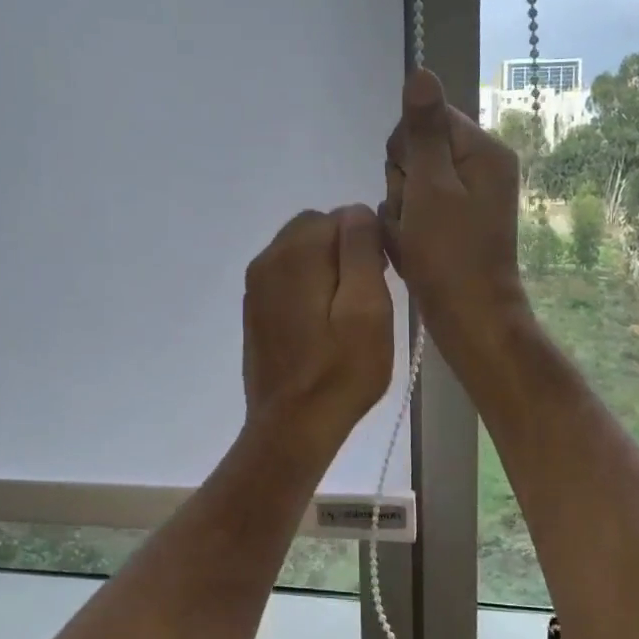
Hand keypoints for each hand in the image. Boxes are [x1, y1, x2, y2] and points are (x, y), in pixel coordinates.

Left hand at [242, 205, 393, 454]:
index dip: (367, 242)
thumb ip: (361, 251)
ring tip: (348, 314)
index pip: (340, 216)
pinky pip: (288, 278)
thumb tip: (356, 211)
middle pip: (316, 230)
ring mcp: (256, 286)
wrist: (291, 427)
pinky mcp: (255, 310)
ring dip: (328, 269)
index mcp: (294, 253)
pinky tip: (324, 325)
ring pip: (301, 253)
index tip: (383, 278)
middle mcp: (267, 259)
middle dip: (345, 251)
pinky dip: (309, 286)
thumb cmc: (340, 371)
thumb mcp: (368, 308)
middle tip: (368, 296)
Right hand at [381, 70, 532, 363]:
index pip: (425, 118)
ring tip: (412, 239)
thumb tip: (421, 72)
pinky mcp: (453, 223)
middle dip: (401, 183)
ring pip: (408, 182)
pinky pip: (415, 209)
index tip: (412, 186)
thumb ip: (423, 130)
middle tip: (414, 218)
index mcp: (482, 151)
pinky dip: (406, 229)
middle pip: (414, 150)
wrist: (469, 318)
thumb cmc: (449, 254)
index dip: (406, 151)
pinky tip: (412, 250)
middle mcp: (479, 167)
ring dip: (399, 210)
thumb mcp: (431, 187)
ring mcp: (467, 197)